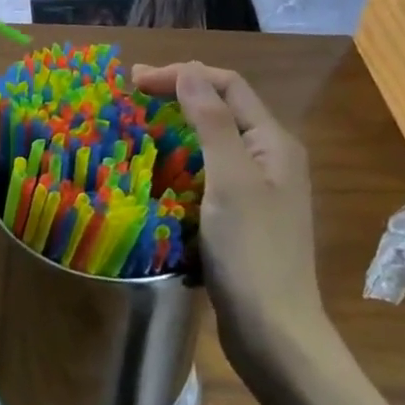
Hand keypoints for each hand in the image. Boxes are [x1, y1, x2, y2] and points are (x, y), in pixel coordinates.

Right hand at [132, 63, 318, 334]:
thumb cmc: (252, 252)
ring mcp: (256, 191)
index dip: (182, 75)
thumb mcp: (231, 179)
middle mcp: (269, 159)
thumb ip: (212, 122)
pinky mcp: (240, 218)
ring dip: (175, 130)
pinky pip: (206, 176)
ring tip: (135, 131)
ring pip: (211, 144)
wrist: (274, 334)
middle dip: (176, 97)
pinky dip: (178, 165)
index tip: (135, 82)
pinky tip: (153, 175)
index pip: (227, 86)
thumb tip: (189, 71)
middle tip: (129, 98)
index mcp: (274, 142)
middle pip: (221, 110)